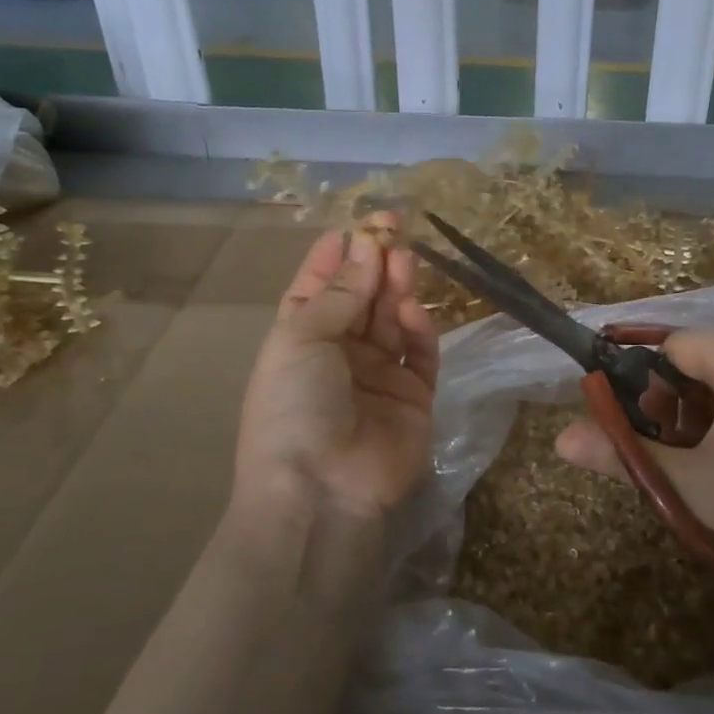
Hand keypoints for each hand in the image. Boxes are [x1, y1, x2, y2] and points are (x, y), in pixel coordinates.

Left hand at [234, 221, 438, 525]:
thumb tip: (367, 246)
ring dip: (397, 289)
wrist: (321, 489)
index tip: (358, 224)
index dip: (337, 256)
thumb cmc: (294, 406)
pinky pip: (419, 354)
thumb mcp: (302, 339)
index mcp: (300, 340)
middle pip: (361, 300)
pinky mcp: (414, 396)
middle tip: (393, 229)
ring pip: (393, 321)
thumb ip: (342, 293)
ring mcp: (379, 376)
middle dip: (374, 265)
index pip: (319, 288)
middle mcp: (340, 355)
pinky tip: (413, 311)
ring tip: (405, 258)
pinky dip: (419, 330)